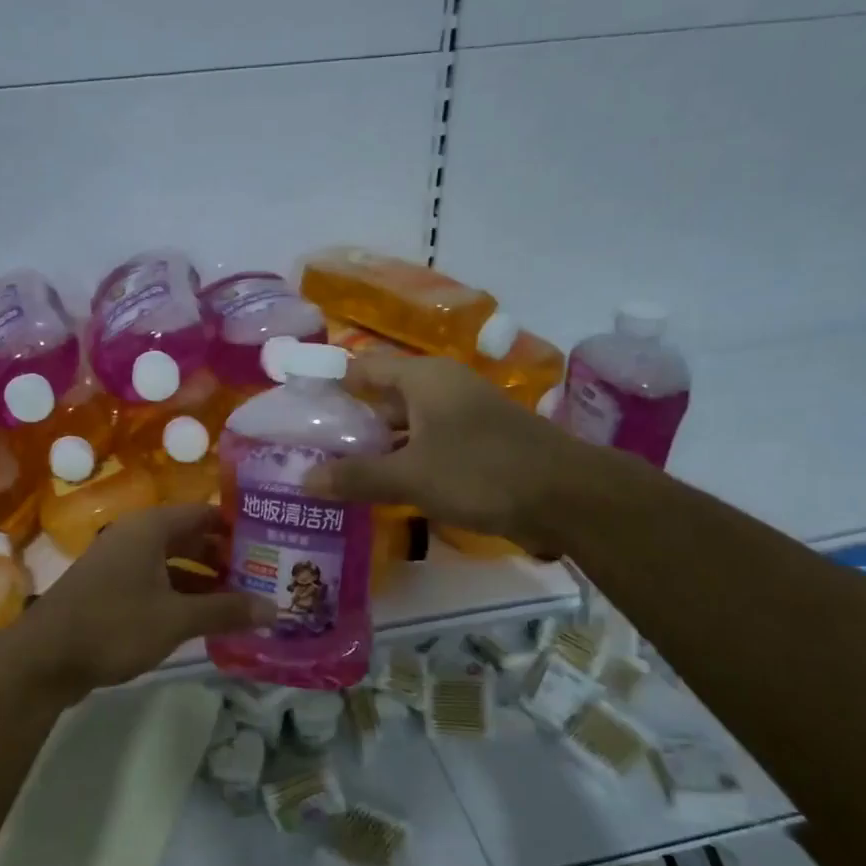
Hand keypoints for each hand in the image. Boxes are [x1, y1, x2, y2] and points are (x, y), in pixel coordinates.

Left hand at [19, 504, 273, 695]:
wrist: (43, 659)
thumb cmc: (113, 625)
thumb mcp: (176, 619)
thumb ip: (226, 611)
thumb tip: (275, 609)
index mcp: (151, 528)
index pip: (206, 513)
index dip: (239, 528)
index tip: (272, 543)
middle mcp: (135, 536)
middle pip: (191, 539)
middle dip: (226, 559)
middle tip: (266, 577)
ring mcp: (120, 564)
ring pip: (174, 564)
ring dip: (206, 581)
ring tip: (245, 601)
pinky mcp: (111, 590)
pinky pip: (157, 583)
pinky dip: (182, 596)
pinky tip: (206, 619)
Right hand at [303, 354, 605, 553]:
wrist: (567, 497)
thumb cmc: (481, 472)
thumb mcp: (410, 476)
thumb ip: (356, 476)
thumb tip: (303, 480)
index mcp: (424, 377)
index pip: (363, 368)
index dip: (330, 384)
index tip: (298, 408)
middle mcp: (442, 388)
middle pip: (383, 397)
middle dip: (348, 423)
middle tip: (308, 450)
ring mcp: (463, 417)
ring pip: (406, 426)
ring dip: (376, 447)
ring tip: (335, 472)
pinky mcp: (478, 445)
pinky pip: (427, 446)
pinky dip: (404, 462)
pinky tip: (381, 488)